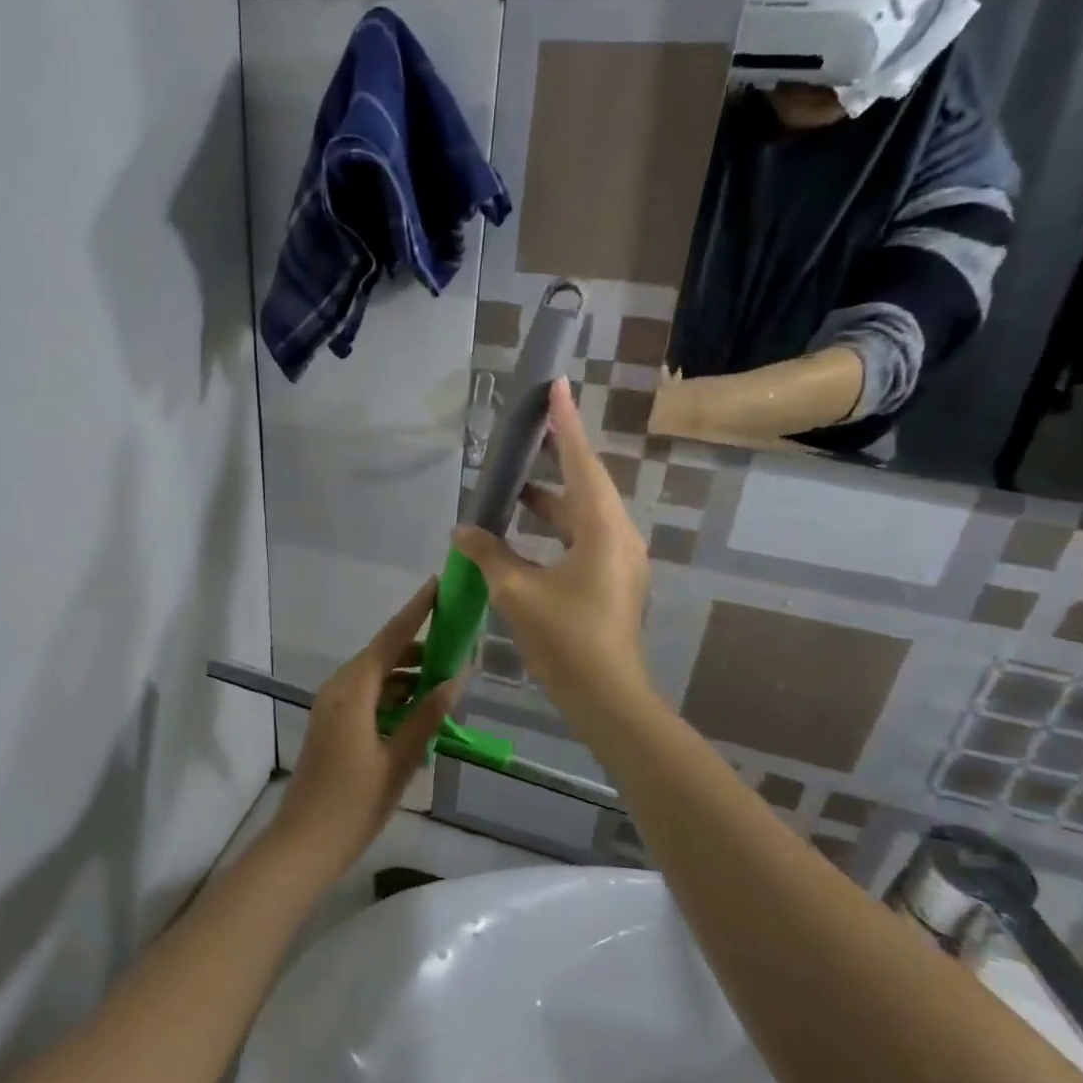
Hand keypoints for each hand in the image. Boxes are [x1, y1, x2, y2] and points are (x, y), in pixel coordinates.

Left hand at [269, 580, 460, 880]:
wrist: (303, 844)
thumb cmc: (353, 804)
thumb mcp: (399, 761)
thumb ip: (427, 716)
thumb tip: (456, 678)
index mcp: (352, 691)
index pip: (390, 639)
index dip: (415, 611)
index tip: (437, 585)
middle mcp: (338, 688)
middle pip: (382, 654)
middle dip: (419, 646)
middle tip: (457, 642)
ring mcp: (331, 706)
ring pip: (375, 676)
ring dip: (407, 674)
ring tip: (446, 677)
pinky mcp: (331, 723)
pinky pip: (366, 695)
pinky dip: (392, 694)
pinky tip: (419, 708)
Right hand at [453, 380, 651, 722]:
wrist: (606, 697)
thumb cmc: (564, 639)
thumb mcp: (516, 591)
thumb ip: (488, 552)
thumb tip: (462, 528)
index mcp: (601, 529)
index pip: (581, 462)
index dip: (564, 423)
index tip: (556, 385)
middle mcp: (618, 535)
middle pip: (586, 483)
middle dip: (556, 458)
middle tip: (528, 431)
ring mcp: (620, 559)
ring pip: (584, 513)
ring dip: (551, 499)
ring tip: (515, 487)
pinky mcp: (614, 580)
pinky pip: (584, 536)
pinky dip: (556, 527)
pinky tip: (527, 532)